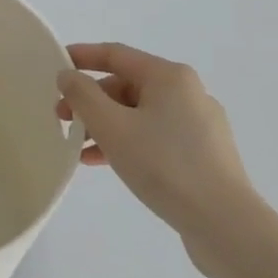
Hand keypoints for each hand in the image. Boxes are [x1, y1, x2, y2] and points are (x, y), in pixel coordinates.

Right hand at [56, 43, 260, 253]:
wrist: (224, 223)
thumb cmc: (163, 164)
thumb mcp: (111, 126)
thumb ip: (82, 95)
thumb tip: (68, 76)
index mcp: (169, 76)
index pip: (115, 54)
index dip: (81, 57)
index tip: (54, 68)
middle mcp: (187, 92)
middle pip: (126, 85)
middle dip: (90, 100)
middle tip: (62, 119)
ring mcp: (199, 123)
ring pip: (138, 113)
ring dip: (104, 124)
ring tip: (79, 147)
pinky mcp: (202, 152)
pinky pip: (154, 135)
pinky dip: (126, 141)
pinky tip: (104, 162)